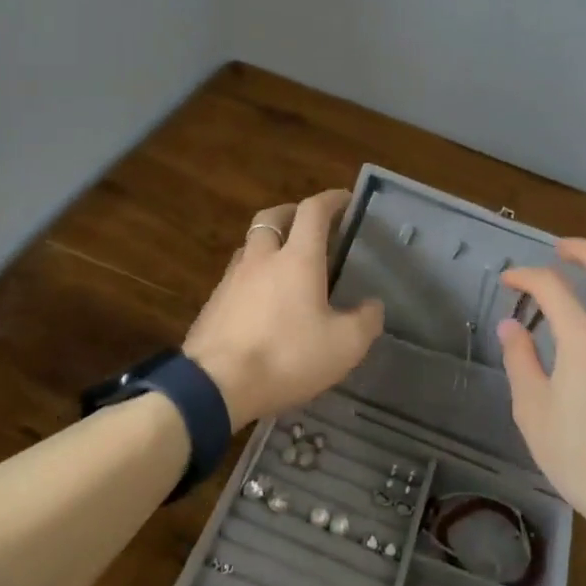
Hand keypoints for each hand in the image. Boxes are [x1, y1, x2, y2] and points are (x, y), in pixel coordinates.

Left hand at [183, 189, 385, 429]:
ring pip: (250, 246)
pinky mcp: (212, 304)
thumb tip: (373, 305)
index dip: (331, 200)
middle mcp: (262, 259)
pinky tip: (261, 302)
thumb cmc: (287, 357)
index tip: (345, 199)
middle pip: (272, 217)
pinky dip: (252, 277)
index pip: (313, 211)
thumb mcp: (344, 346)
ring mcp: (231, 280)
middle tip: (309, 225)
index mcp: (297, 259)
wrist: (215, 386)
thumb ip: (366, 321)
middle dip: (292, 212)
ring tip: (285, 264)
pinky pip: (236, 277)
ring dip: (269, 244)